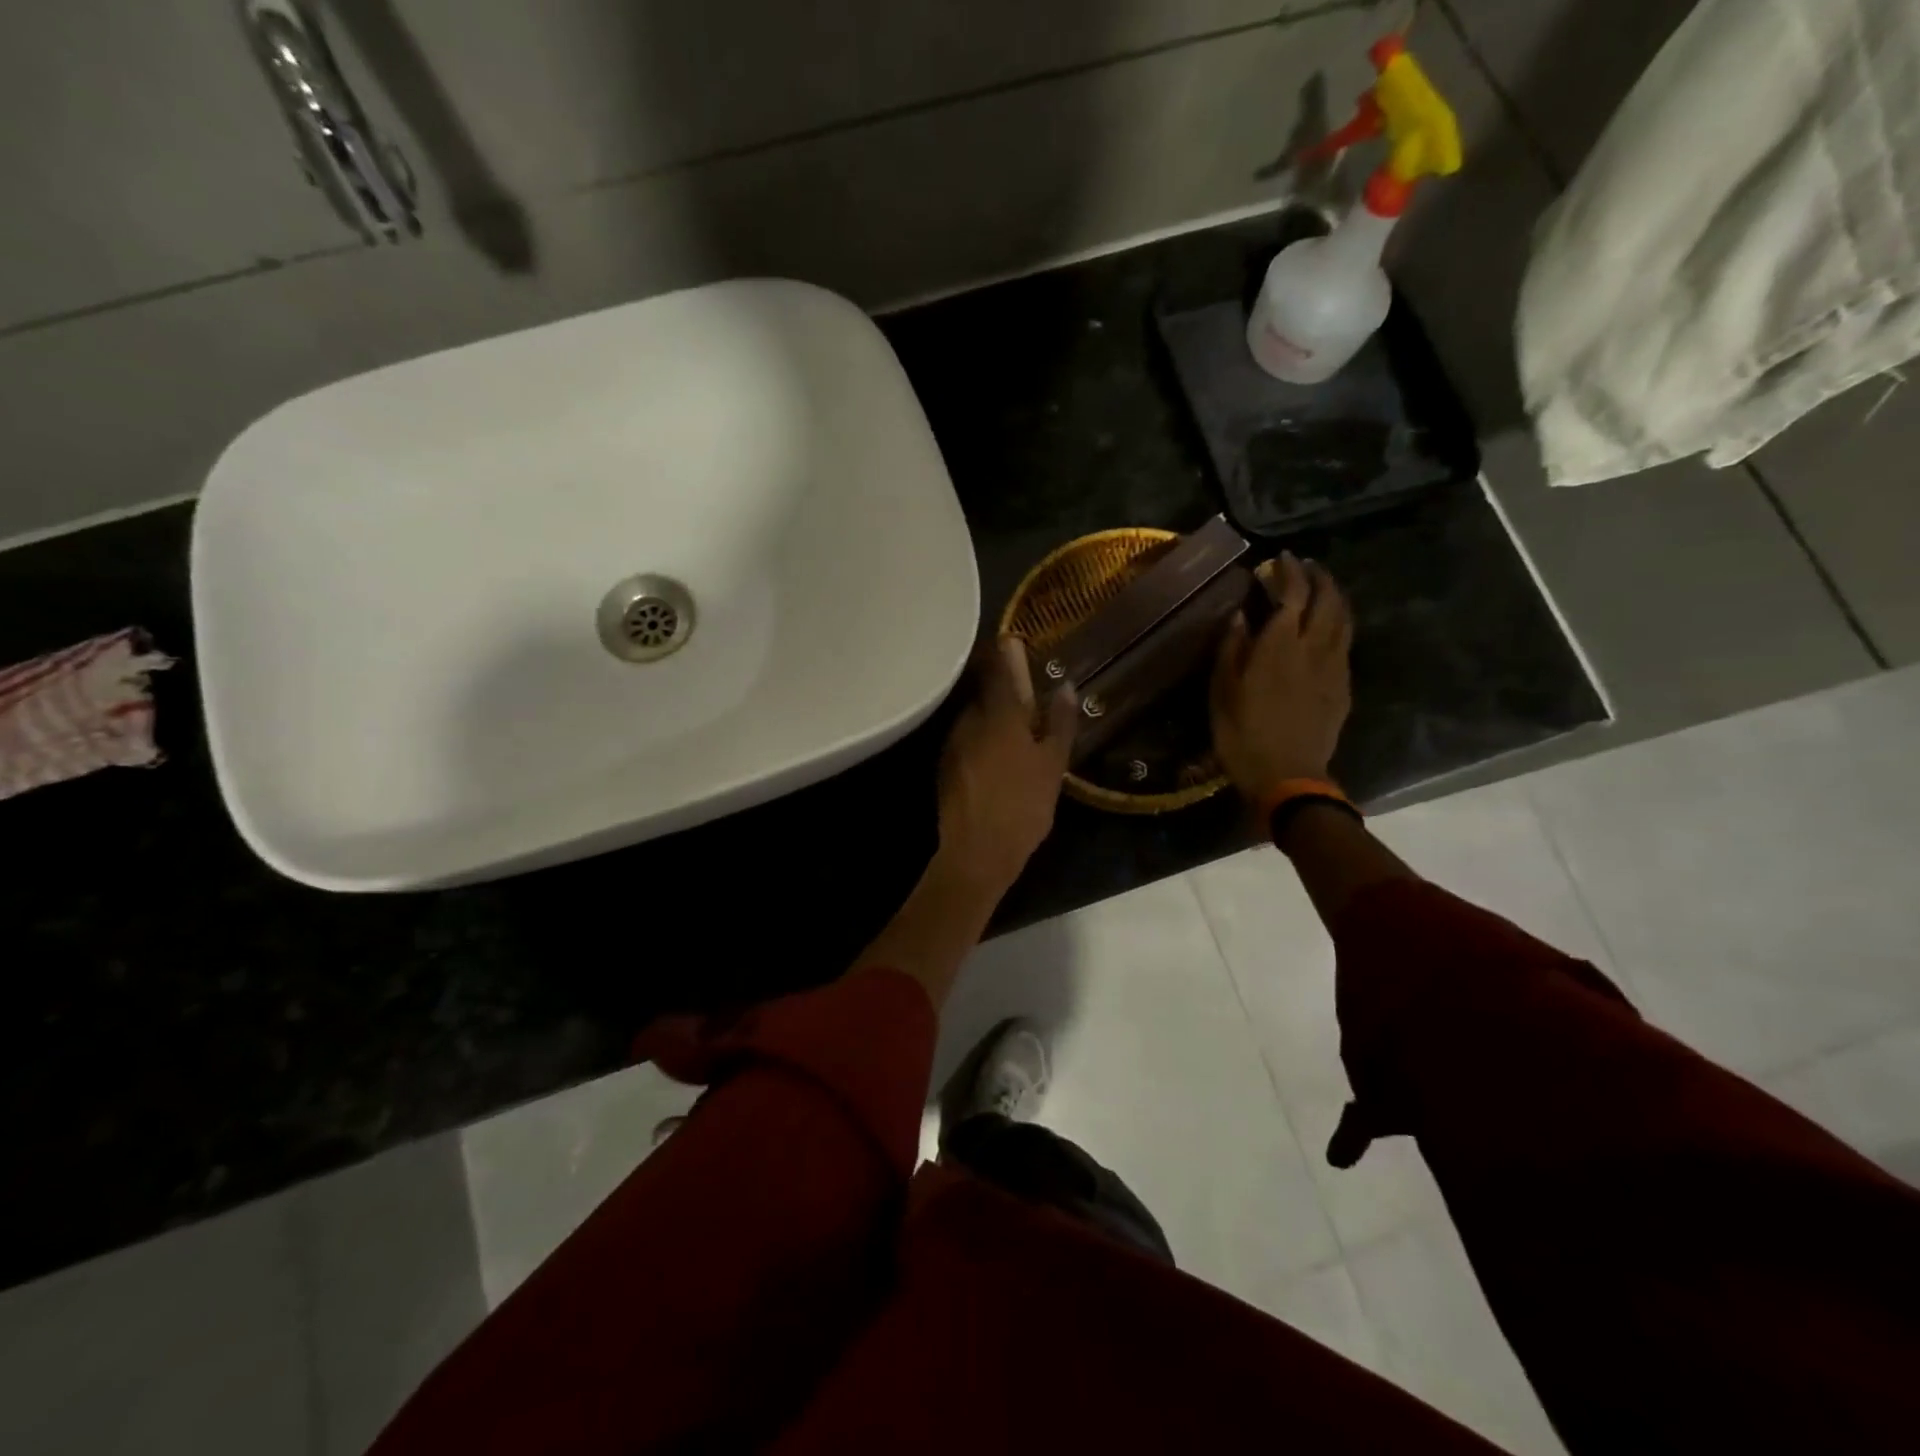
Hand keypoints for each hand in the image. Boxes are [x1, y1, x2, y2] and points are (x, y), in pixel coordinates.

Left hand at [937, 637, 1076, 894]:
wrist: (977, 853)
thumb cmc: (1023, 805)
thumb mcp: (1052, 765)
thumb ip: (1059, 723)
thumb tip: (1067, 686)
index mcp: (998, 715)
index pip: (997, 668)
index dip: (1004, 652)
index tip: (1011, 642)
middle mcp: (968, 721)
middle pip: (984, 695)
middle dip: (1002, 694)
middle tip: (1026, 703)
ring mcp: (952, 744)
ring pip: (974, 719)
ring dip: (990, 720)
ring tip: (1014, 738)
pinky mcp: (944, 767)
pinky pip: (965, 742)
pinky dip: (980, 742)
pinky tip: (995, 762)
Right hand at [1210, 552, 1353, 805]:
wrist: (1288, 776)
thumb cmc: (1242, 734)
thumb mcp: (1222, 692)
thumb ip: (1231, 648)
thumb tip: (1239, 615)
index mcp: (1279, 646)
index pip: (1293, 594)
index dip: (1289, 572)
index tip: (1280, 559)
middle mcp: (1313, 648)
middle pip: (1327, 600)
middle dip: (1318, 577)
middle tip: (1305, 566)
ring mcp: (1334, 667)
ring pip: (1343, 619)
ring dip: (1335, 597)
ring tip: (1322, 588)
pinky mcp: (1343, 686)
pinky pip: (1345, 643)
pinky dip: (1338, 624)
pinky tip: (1329, 628)